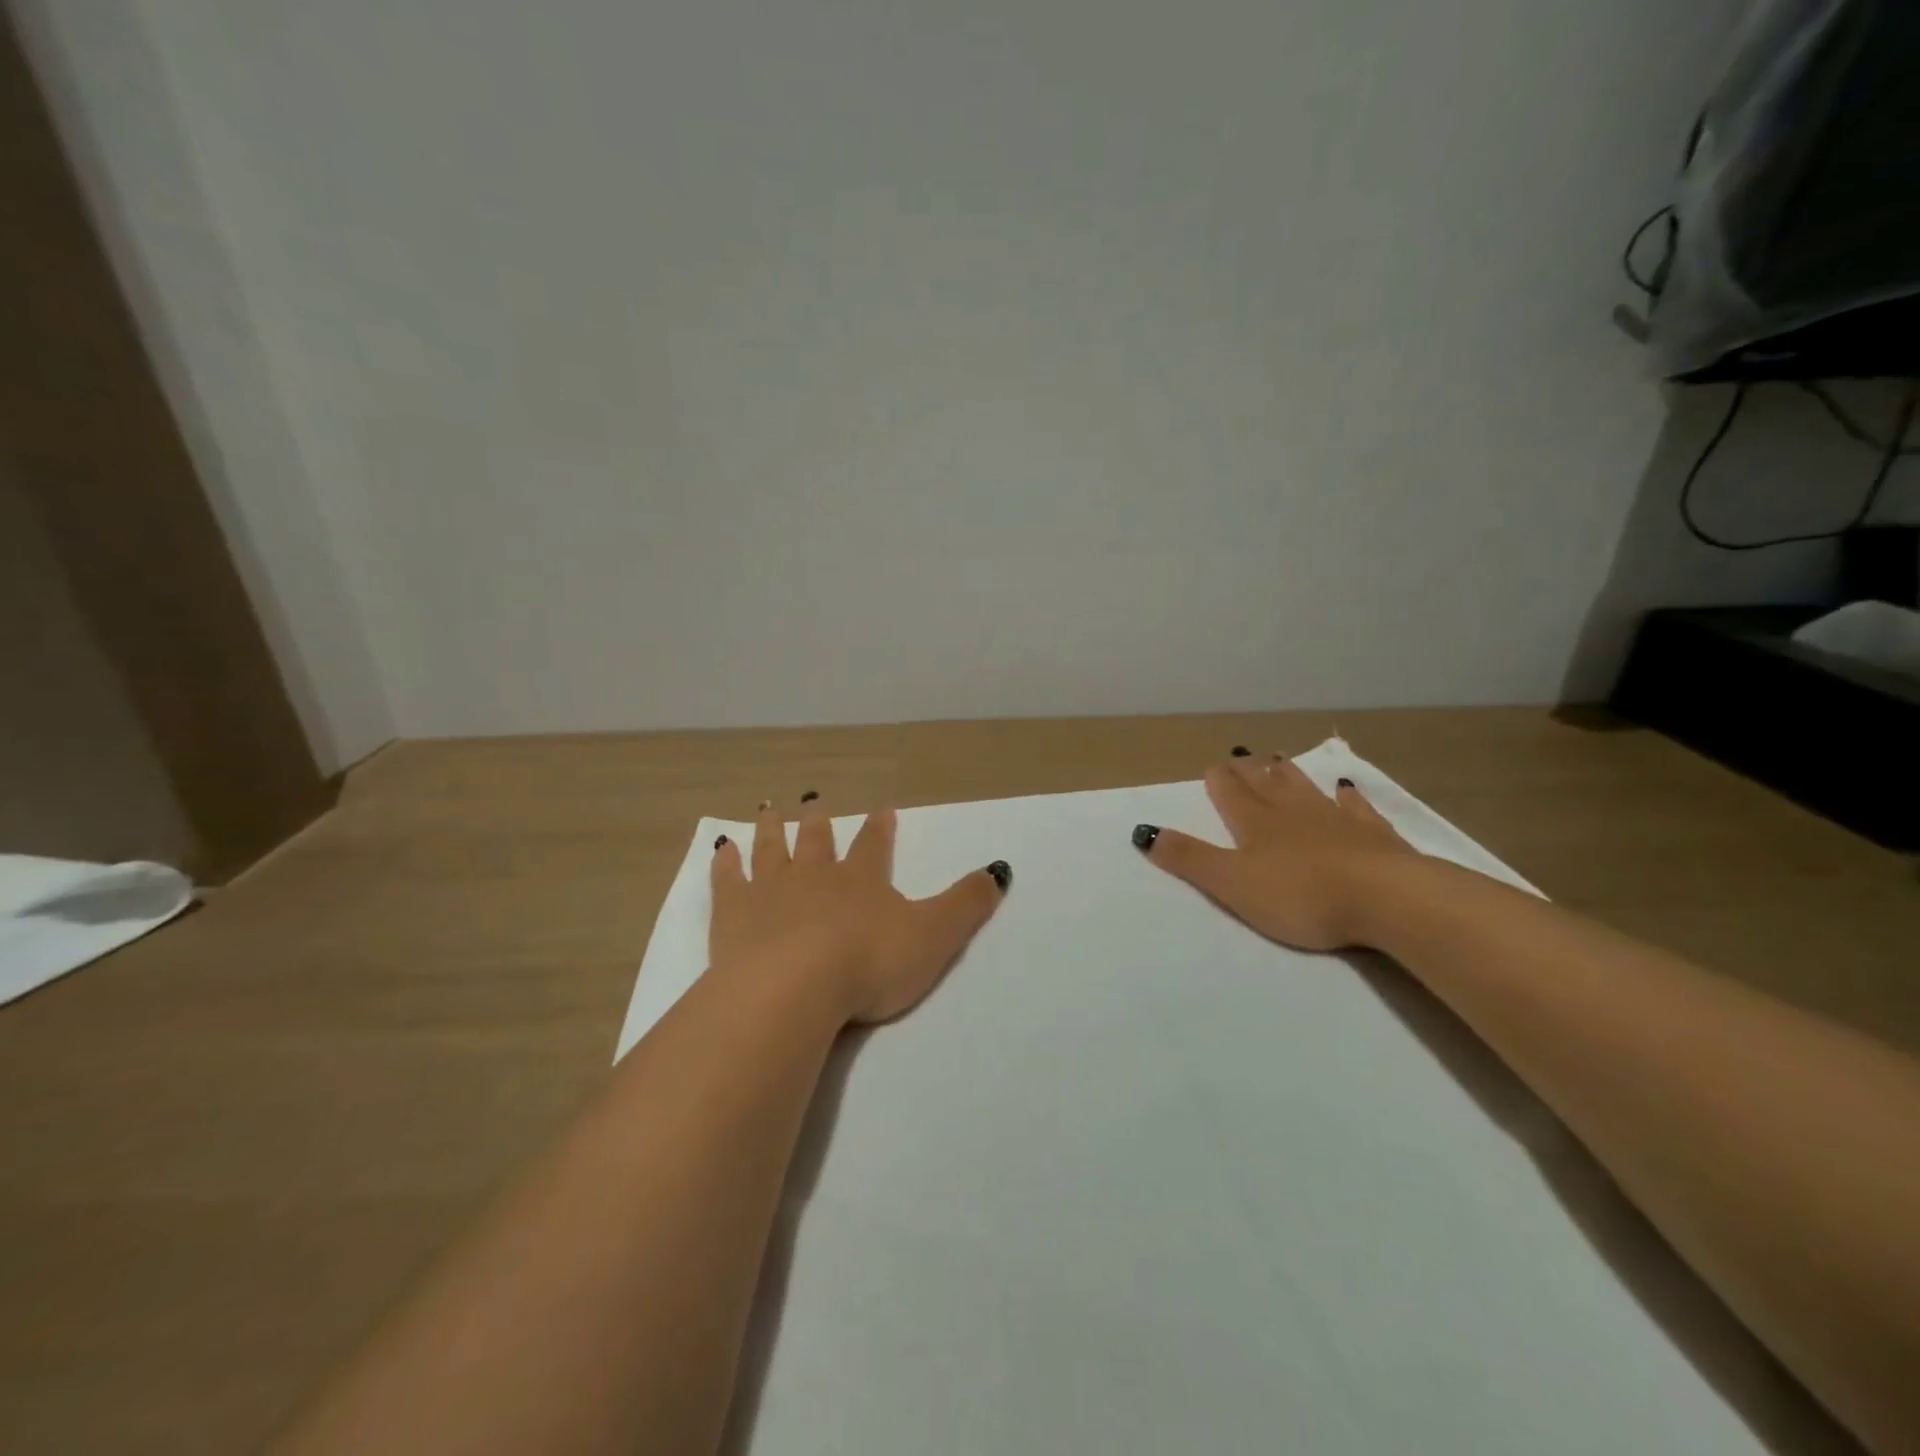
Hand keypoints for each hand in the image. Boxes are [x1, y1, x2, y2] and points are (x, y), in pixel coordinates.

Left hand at [709, 795, 1010, 1025]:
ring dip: (772, 829)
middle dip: (818, 822)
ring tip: (770, 809)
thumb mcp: (934, 936)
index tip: (882, 809)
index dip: (881, 829)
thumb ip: (966, 904)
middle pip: (817, 840)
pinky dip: (726, 862)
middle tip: (813, 800)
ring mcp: (770, 890)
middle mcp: (816, 875)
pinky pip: (728, 879)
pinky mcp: (733, 913)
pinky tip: (723, 849)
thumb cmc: (869, 964)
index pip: (875, 846)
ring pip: (772, 849)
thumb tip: (1000, 869)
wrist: (794, 988)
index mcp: (862, 880)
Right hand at [1135, 751, 1418, 950]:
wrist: (1387, 899)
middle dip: (1249, 771)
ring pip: (1306, 789)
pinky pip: (1356, 807)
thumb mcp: (1231, 883)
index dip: (1220, 780)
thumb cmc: (1300, 895)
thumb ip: (1189, 858)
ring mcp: (1336, 821)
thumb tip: (1143, 831)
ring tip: (1278, 759)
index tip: (1213, 766)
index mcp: (1255, 824)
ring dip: (1289, 774)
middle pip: (1266, 784)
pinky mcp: (1374, 836)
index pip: (1231, 793)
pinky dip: (1347, 796)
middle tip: (1240, 755)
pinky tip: (1346, 787)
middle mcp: (1293, 813)